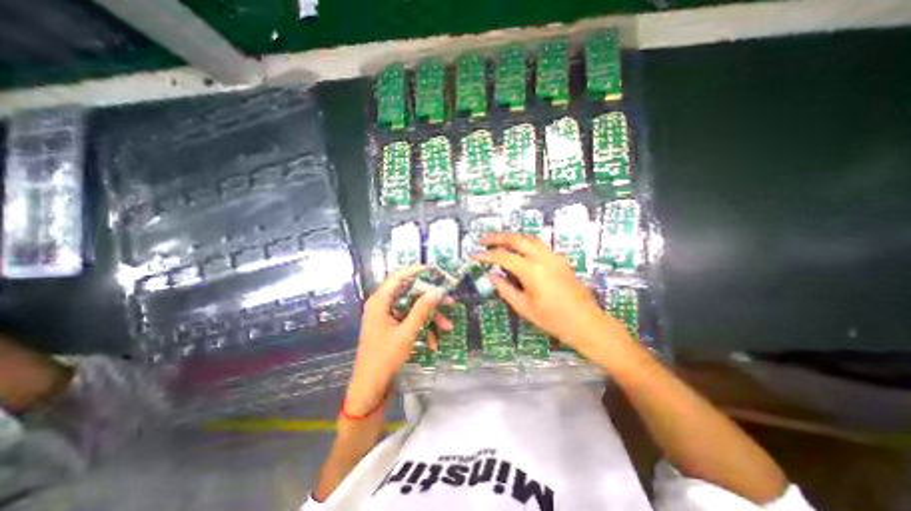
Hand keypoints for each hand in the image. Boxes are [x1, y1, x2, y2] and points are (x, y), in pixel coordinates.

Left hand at [345, 268, 451, 414]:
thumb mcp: (407, 333)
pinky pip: (409, 320)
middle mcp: (383, 304)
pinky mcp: (391, 326)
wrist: (370, 387)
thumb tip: (437, 290)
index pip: (399, 277)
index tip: (436, 271)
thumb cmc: (385, 358)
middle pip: (410, 293)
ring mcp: (387, 316)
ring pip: (413, 308)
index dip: (417, 271)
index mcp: (380, 301)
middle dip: (430, 299)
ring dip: (430, 317)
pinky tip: (433, 342)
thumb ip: (422, 310)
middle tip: (449, 301)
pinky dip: (422, 328)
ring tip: (447, 327)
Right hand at [473, 231, 613, 349]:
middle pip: (517, 239)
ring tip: (498, 242)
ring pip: (530, 238)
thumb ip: (505, 289)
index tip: (474, 254)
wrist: (586, 323)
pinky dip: (525, 243)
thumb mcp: (524, 307)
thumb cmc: (553, 320)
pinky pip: (539, 245)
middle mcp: (543, 258)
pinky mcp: (561, 259)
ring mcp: (554, 257)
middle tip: (483, 240)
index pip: (504, 257)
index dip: (486, 255)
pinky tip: (519, 251)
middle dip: (498, 237)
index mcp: (532, 271)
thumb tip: (491, 276)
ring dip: (512, 238)